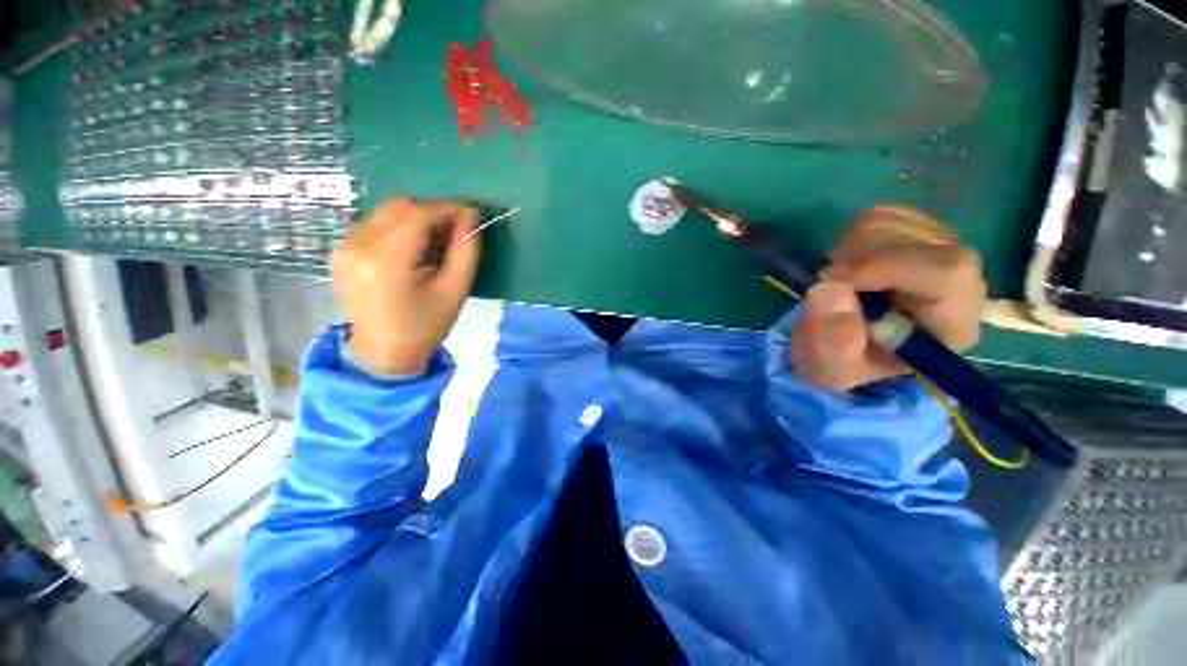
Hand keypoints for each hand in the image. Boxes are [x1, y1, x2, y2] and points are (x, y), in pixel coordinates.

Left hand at [330, 197, 479, 374]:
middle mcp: (357, 246)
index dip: (447, 208)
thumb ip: (466, 250)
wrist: (384, 353)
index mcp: (386, 261)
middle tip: (454, 232)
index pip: (418, 214)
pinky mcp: (340, 251)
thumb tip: (470, 216)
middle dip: (432, 213)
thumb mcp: (455, 290)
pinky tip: (413, 251)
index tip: (470, 214)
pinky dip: (400, 229)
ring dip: (416, 220)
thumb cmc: (426, 325)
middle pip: (399, 206)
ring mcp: (343, 247)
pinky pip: (375, 224)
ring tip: (435, 245)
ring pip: (387, 212)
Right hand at [789, 206, 985, 391]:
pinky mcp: (916, 233)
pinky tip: (848, 265)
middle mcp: (960, 282)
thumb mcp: (829, 366)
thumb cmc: (842, 361)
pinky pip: (880, 215)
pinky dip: (850, 237)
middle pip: (918, 239)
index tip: (831, 279)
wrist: (845, 348)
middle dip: (856, 258)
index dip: (885, 266)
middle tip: (828, 285)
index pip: (947, 272)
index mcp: (951, 324)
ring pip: (892, 222)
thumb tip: (828, 288)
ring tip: (839, 281)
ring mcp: (940, 250)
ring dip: (848, 249)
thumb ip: (831, 339)